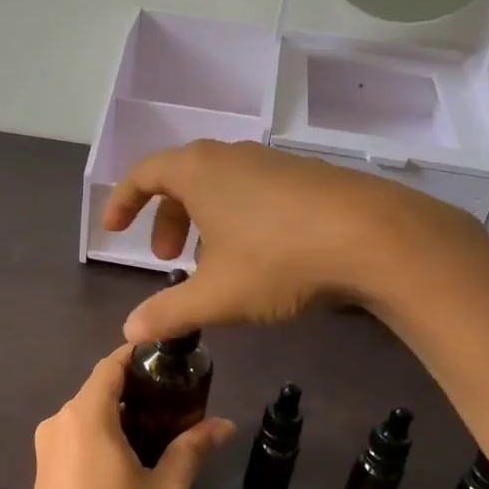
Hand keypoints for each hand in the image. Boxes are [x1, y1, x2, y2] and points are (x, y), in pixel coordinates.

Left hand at [12, 347, 234, 488]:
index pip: (112, 364)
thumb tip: (224, 424)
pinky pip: (79, 438)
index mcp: (85, 415)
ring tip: (167, 433)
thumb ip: (191, 450)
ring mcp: (47, 450)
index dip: (143, 356)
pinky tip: (135, 460)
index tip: (177, 362)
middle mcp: (59, 423)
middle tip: (184, 404)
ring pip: (90, 416)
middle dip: (141, 390)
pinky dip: (106, 437)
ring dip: (125, 417)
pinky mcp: (44, 475)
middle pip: (101, 389)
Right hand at [102, 140, 459, 341]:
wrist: (374, 237)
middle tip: (168, 259)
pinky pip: (255, 191)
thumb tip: (129, 331)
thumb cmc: (278, 259)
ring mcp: (274, 163)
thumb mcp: (217, 295)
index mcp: (199, 171)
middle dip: (167, 218)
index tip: (114, 230)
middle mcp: (232, 156)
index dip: (122, 201)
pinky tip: (260, 257)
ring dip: (204, 221)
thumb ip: (168, 312)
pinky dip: (239, 218)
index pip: (144, 173)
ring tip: (213, 264)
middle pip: (183, 178)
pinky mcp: (307, 177)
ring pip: (222, 186)